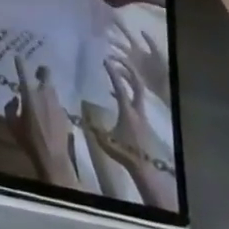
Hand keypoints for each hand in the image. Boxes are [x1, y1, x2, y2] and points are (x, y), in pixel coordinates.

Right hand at [3, 56, 81, 188]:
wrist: (53, 158)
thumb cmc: (29, 140)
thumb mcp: (12, 125)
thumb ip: (10, 108)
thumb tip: (15, 98)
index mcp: (30, 94)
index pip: (24, 71)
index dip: (20, 62)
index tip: (18, 56)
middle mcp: (45, 93)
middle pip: (45, 72)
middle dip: (40, 71)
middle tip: (36, 74)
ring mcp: (57, 102)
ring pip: (51, 87)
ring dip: (46, 88)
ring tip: (41, 98)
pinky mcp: (65, 112)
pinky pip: (57, 102)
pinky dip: (52, 104)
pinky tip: (49, 114)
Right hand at [92, 55, 175, 209]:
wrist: (146, 169)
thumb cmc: (125, 152)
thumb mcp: (106, 141)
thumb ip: (95, 127)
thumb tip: (83, 114)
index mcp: (127, 111)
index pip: (120, 87)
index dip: (113, 73)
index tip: (106, 60)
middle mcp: (137, 109)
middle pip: (137, 84)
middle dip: (129, 69)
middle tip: (119, 59)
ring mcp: (143, 115)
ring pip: (139, 91)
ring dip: (130, 80)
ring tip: (118, 72)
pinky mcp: (144, 121)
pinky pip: (138, 100)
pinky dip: (130, 92)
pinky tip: (119, 95)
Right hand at [108, 15, 169, 105]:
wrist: (168, 88)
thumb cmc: (164, 69)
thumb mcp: (158, 54)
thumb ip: (150, 42)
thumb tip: (141, 30)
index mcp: (139, 49)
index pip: (127, 35)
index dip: (120, 27)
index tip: (112, 17)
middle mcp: (133, 56)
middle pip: (120, 45)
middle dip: (112, 40)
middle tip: (102, 34)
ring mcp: (132, 66)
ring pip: (119, 58)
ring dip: (113, 56)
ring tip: (104, 55)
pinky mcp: (132, 77)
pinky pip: (122, 72)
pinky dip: (116, 70)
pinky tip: (111, 69)